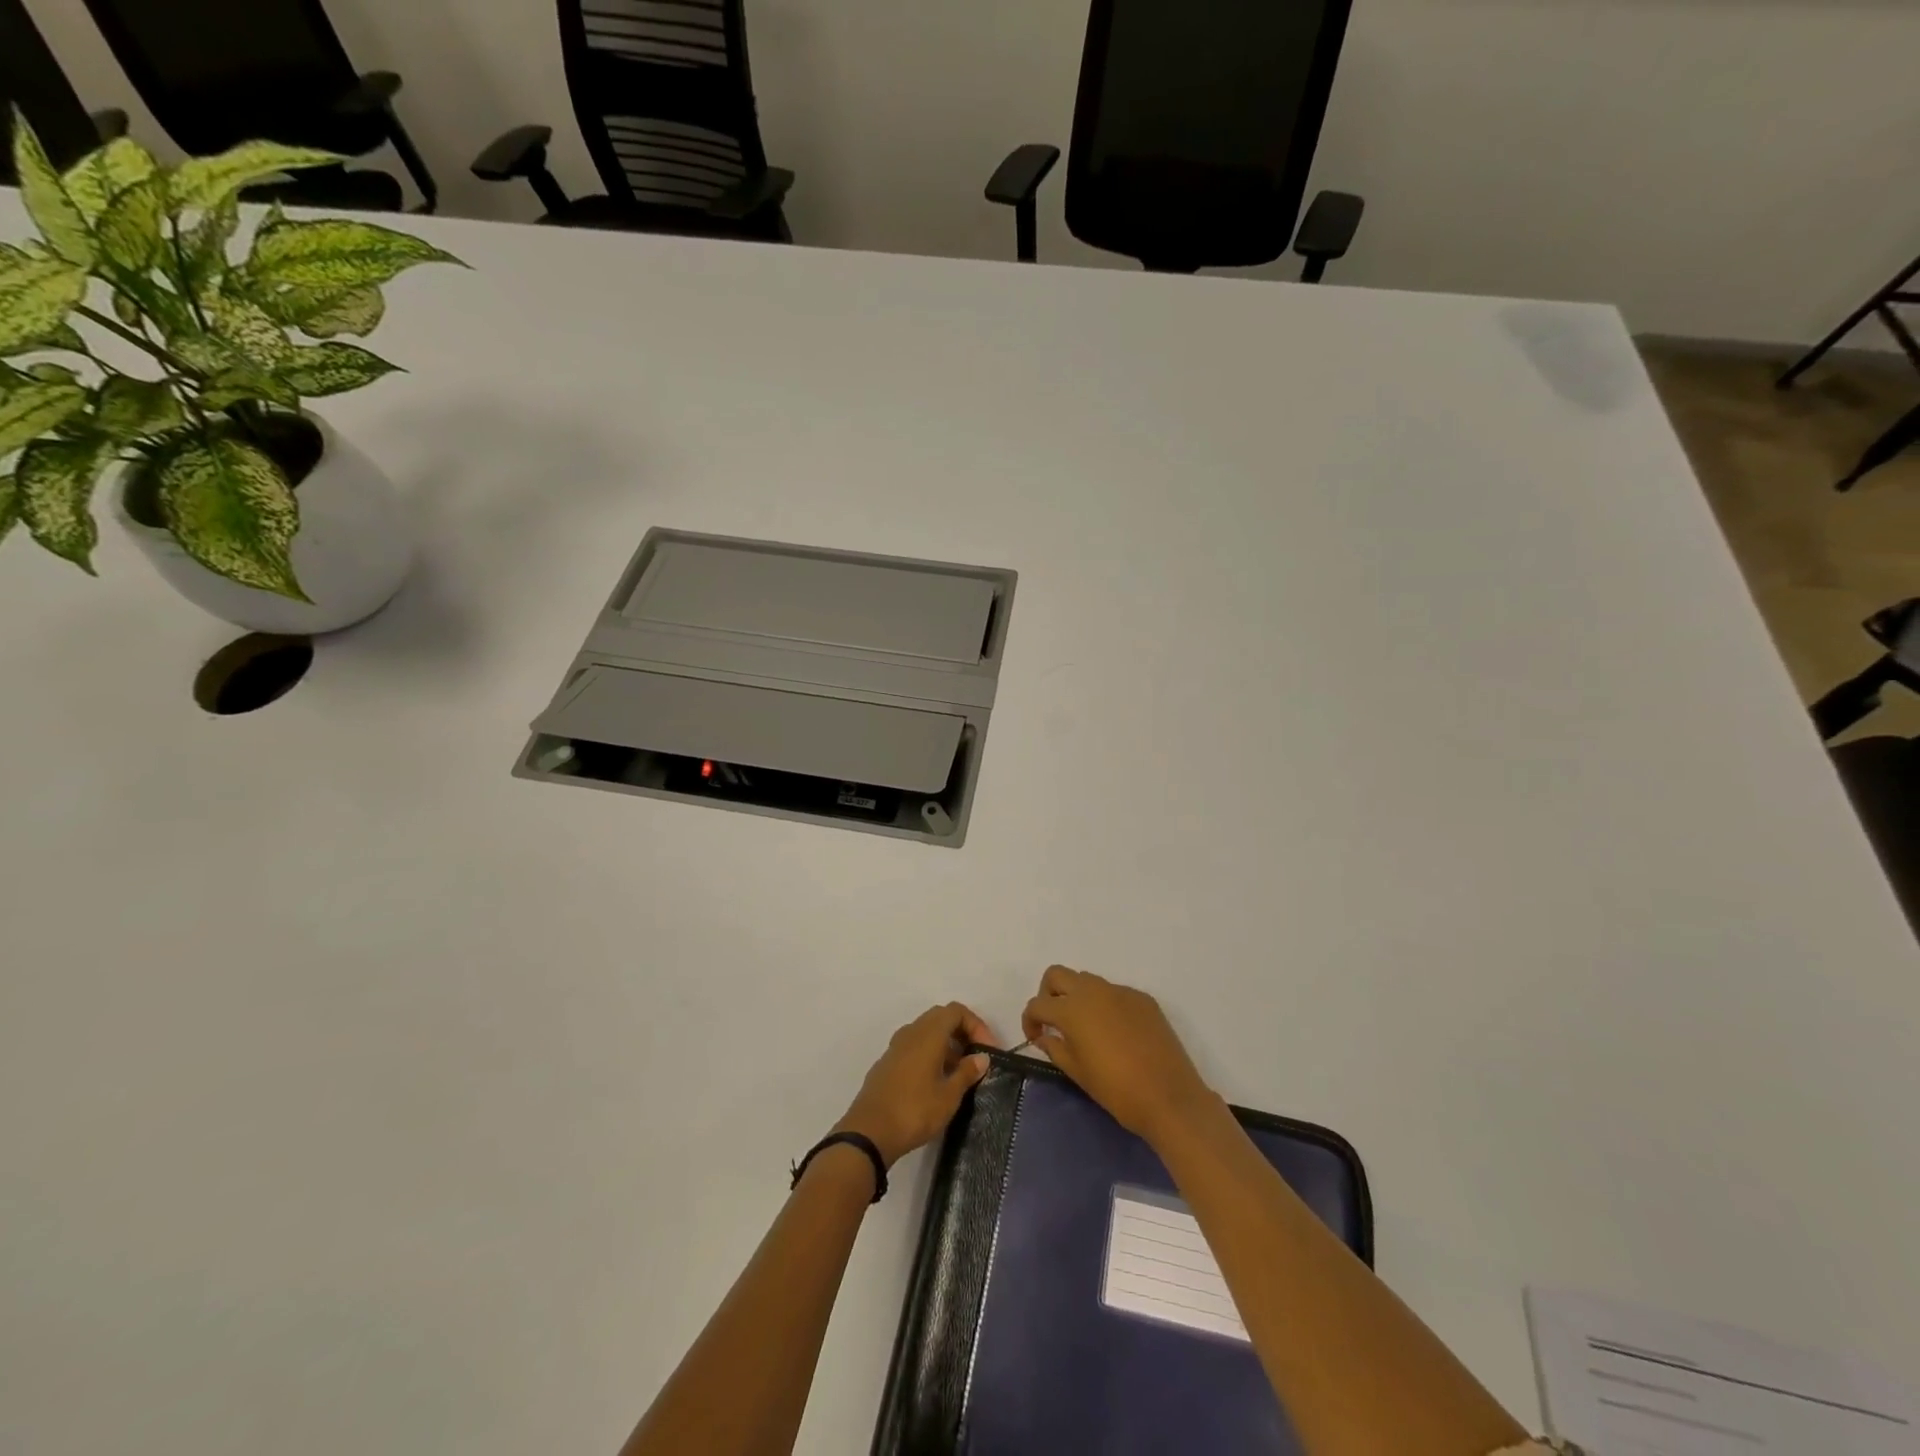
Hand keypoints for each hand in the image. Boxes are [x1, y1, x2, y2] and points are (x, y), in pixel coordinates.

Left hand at [836, 1004, 997, 1167]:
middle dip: (962, 1032)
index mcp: (928, 1034)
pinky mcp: (887, 1063)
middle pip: (941, 1018)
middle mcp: (911, 1032)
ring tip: (959, 1073)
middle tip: (976, 1057)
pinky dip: (930, 1054)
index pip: (956, 1011)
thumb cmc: (914, 1110)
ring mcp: (895, 1047)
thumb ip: (967, 1072)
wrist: (869, 1132)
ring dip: (946, 1045)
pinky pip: (914, 1047)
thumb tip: (981, 1057)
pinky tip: (936, 1082)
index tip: (988, 1050)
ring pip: (926, 1033)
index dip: (976, 1025)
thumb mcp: (949, 1095)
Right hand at [1022, 966, 1216, 1146]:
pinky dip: (1105, 1005)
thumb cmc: (1117, 1090)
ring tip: (1084, 1027)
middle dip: (1048, 994)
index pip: (1037, 1004)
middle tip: (1054, 1021)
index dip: (1029, 1020)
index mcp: (1072, 1009)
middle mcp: (1093, 991)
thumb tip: (1044, 1036)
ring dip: (1076, 996)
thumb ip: (1056, 1048)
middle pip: (1057, 975)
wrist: (1170, 1097)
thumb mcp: (1078, 1073)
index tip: (1035, 1038)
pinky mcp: (1143, 999)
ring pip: (1087, 980)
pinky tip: (1115, 1033)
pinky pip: (1114, 993)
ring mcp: (1120, 992)